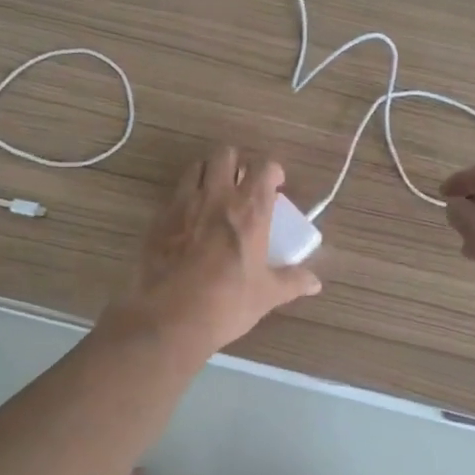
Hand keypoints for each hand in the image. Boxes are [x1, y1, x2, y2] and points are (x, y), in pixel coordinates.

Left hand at [114, 146, 321, 360]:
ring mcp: (184, 204)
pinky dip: (185, 196)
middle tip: (242, 184)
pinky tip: (189, 219)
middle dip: (236, 162)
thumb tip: (315, 283)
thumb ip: (293, 282)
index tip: (276, 185)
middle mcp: (217, 197)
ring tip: (214, 194)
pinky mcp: (159, 218)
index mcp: (250, 210)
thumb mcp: (267, 295)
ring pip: (196, 166)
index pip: (265, 167)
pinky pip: (174, 193)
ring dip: (208, 173)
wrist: (168, 320)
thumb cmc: (226, 304)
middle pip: (226, 154)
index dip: (272, 171)